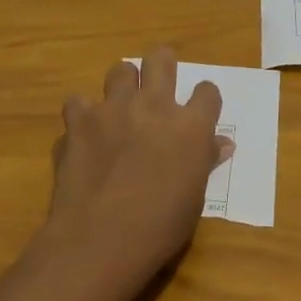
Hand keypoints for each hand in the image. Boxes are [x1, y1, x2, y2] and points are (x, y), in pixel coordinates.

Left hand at [44, 49, 232, 288]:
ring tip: (120, 108)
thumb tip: (223, 144)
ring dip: (122, 85)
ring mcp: (114, 109)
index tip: (199, 110)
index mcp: (190, 126)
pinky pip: (78, 102)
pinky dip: (81, 115)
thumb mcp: (194, 199)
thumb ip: (205, 162)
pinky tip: (83, 133)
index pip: (207, 92)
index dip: (204, 99)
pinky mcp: (80, 121)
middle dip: (161, 65)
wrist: (99, 241)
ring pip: (120, 70)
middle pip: (161, 59)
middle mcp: (154, 105)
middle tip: (157, 86)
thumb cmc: (158, 228)